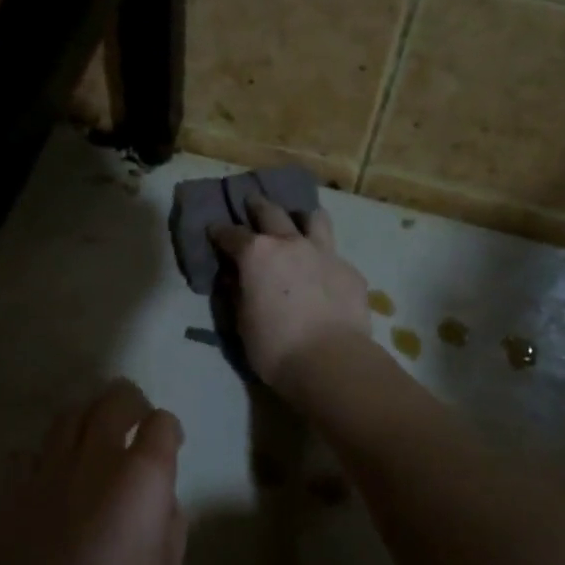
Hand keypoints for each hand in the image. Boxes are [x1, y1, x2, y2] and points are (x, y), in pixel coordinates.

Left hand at [0, 380, 187, 564]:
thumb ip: (171, 526)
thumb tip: (162, 500)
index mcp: (142, 476)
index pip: (162, 422)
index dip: (170, 430)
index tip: (171, 445)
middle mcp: (96, 458)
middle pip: (114, 400)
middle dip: (131, 402)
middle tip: (136, 421)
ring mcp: (48, 469)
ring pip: (69, 415)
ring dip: (88, 417)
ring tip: (93, 437)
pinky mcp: (11, 490)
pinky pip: (27, 453)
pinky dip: (42, 456)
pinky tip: (48, 476)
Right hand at [209, 197, 370, 393]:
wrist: (331, 361)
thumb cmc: (275, 347)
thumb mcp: (242, 323)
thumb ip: (237, 294)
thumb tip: (234, 279)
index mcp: (257, 254)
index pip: (231, 234)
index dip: (219, 232)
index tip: (214, 230)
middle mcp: (290, 243)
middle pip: (271, 212)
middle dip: (258, 206)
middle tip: (252, 202)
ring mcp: (324, 253)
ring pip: (314, 218)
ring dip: (301, 218)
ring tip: (299, 223)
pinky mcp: (350, 271)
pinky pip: (334, 254)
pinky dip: (324, 258)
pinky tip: (324, 273)